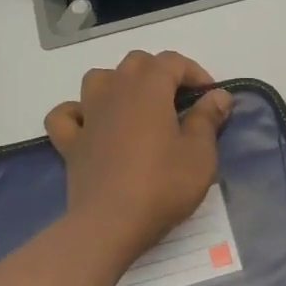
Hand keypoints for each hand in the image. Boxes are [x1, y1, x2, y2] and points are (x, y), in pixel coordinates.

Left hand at [44, 51, 233, 263]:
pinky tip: (91, 125)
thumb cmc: (162, 186)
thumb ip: (208, 119)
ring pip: (99, 79)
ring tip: (137, 107)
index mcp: (148, 88)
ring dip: (119, 84)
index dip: (195, 73)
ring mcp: (88, 115)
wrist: (110, 224)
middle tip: (179, 102)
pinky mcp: (70, 142)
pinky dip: (78, 113)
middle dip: (160, 73)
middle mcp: (115, 90)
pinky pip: (66, 115)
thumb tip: (219, 95)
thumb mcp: (200, 154)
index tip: (210, 98)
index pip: (172, 61)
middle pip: (136, 63)